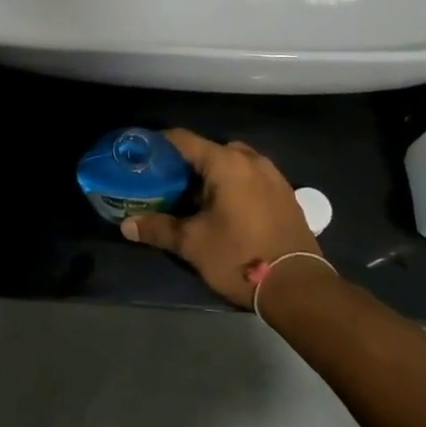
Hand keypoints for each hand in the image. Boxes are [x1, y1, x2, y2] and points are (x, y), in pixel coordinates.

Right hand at [122, 130, 321, 307]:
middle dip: (186, 164)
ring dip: (212, 176)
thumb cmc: (240, 257)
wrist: (298, 286)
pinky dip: (233, 186)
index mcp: (226, 163)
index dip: (158, 145)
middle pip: (209, 150)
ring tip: (192, 200)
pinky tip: (224, 211)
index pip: (183, 140)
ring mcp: (272, 175)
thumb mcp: (193, 244)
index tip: (141, 157)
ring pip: (232, 164)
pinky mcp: (285, 194)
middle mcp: (251, 160)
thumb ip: (158, 228)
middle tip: (165, 184)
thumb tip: (126, 225)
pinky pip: (251, 178)